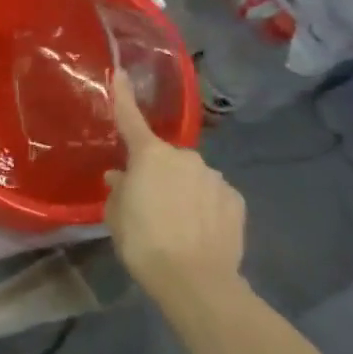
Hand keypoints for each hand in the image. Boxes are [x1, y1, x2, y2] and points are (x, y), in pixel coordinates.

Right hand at [103, 75, 246, 302]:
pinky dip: (206, 207)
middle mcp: (185, 157)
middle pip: (165, 158)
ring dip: (183, 191)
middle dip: (157, 173)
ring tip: (177, 225)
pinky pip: (213, 195)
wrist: (196, 281)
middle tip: (149, 204)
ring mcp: (215, 177)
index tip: (121, 72)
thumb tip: (121, 177)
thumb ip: (119, 191)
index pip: (131, 118)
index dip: (123, 95)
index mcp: (150, 155)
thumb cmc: (144, 242)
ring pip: (192, 177)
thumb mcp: (116, 217)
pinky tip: (201, 231)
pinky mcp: (236, 200)